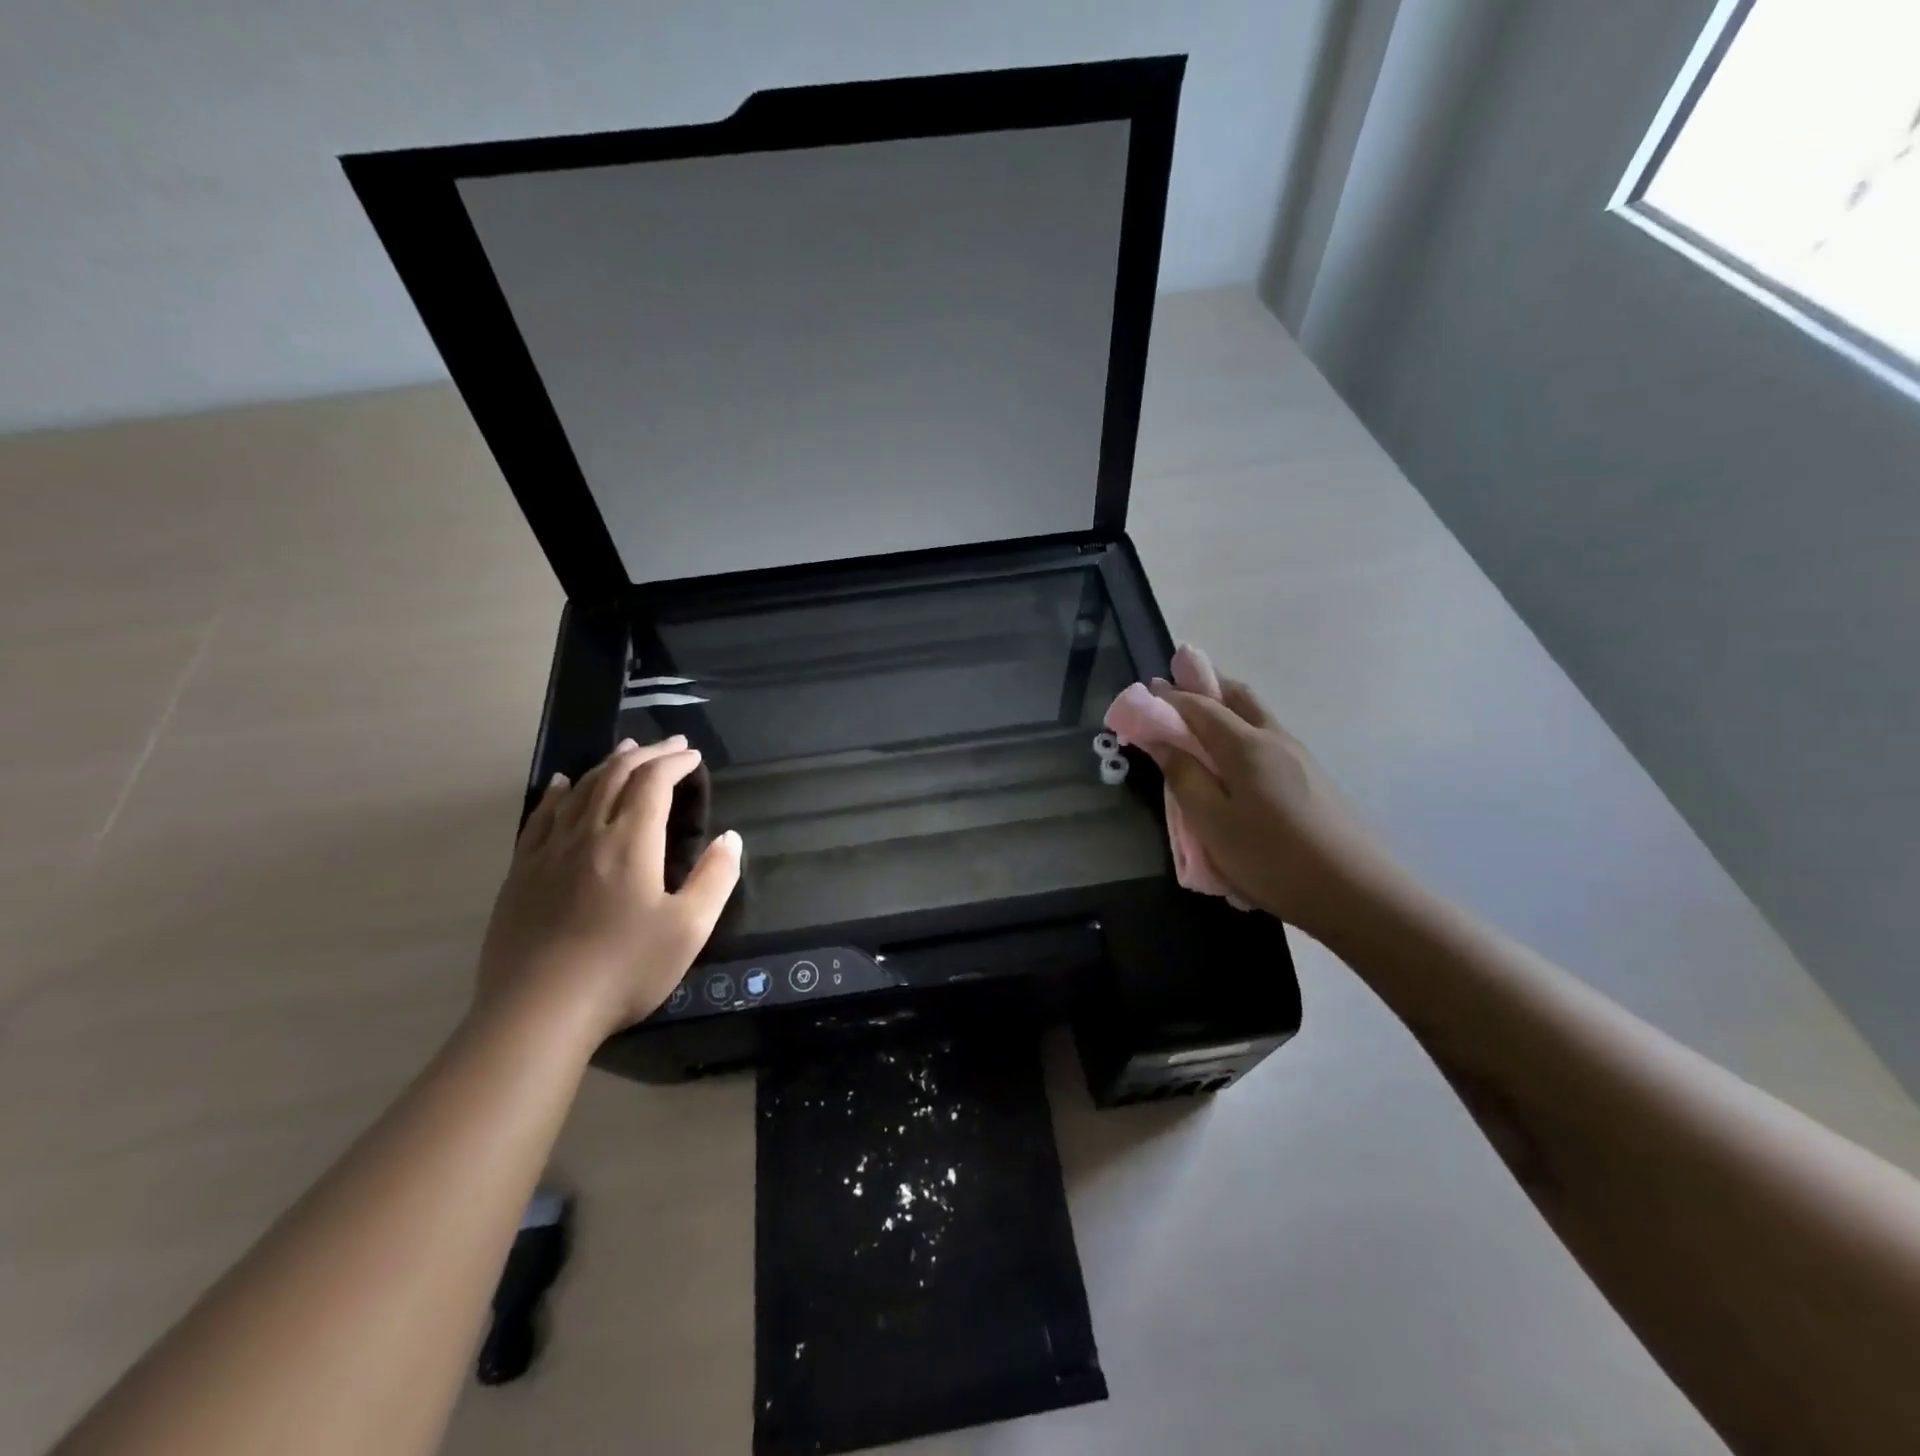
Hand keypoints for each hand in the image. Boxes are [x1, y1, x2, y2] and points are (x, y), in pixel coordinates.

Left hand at [477, 736, 741, 1039]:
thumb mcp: (689, 929)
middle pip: (616, 776)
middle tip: (670, 745)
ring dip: (607, 764)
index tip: (693, 756)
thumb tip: (731, 838)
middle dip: (646, 754)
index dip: (674, 762)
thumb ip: (716, 878)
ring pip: (580, 790)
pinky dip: (559, 792)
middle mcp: (587, 833)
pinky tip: (564, 785)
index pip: (653, 783)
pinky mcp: (522, 873)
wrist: (538, 1012)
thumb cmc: (624, 969)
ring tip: (626, 751)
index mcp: (630, 841)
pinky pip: (541, 816)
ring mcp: (548, 851)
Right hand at [1151, 677, 1396, 940]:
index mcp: (1245, 745)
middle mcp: (1273, 738)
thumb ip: (1183, 776)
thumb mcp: (1212, 821)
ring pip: (1255, 714)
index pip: (1199, 705)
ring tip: (1199, 714)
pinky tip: (1233, 754)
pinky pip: (1266, 736)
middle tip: (1175, 684)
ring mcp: (1298, 756)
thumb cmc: (1271, 857)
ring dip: (1225, 704)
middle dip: (1204, 684)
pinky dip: (1241, 727)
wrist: (1355, 892)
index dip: (1168, 697)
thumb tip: (1159, 739)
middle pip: (1236, 696)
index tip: (1142, 692)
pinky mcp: (1310, 777)